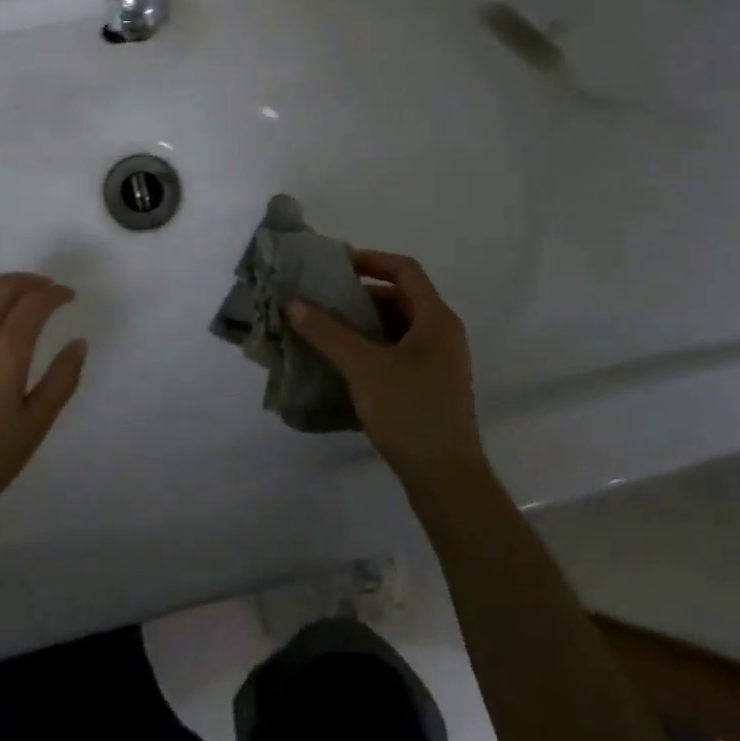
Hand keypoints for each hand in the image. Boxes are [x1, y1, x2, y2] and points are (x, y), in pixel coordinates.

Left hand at [0, 273, 87, 521]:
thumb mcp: (34, 425)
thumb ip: (62, 379)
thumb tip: (78, 343)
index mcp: (6, 348)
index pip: (36, 302)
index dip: (56, 293)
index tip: (68, 296)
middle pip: (3, 286)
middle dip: (29, 281)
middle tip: (46, 289)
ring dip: (1, 293)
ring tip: (15, 307)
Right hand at [289, 250, 484, 484]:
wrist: (446, 480)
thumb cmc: (410, 411)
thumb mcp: (363, 367)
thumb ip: (327, 332)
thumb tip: (293, 302)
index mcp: (437, 319)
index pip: (405, 270)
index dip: (371, 260)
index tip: (337, 266)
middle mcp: (442, 334)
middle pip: (400, 297)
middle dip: (361, 296)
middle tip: (324, 300)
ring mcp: (439, 363)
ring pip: (397, 327)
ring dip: (363, 323)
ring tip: (326, 330)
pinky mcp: (430, 387)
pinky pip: (398, 352)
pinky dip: (371, 348)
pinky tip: (343, 363)